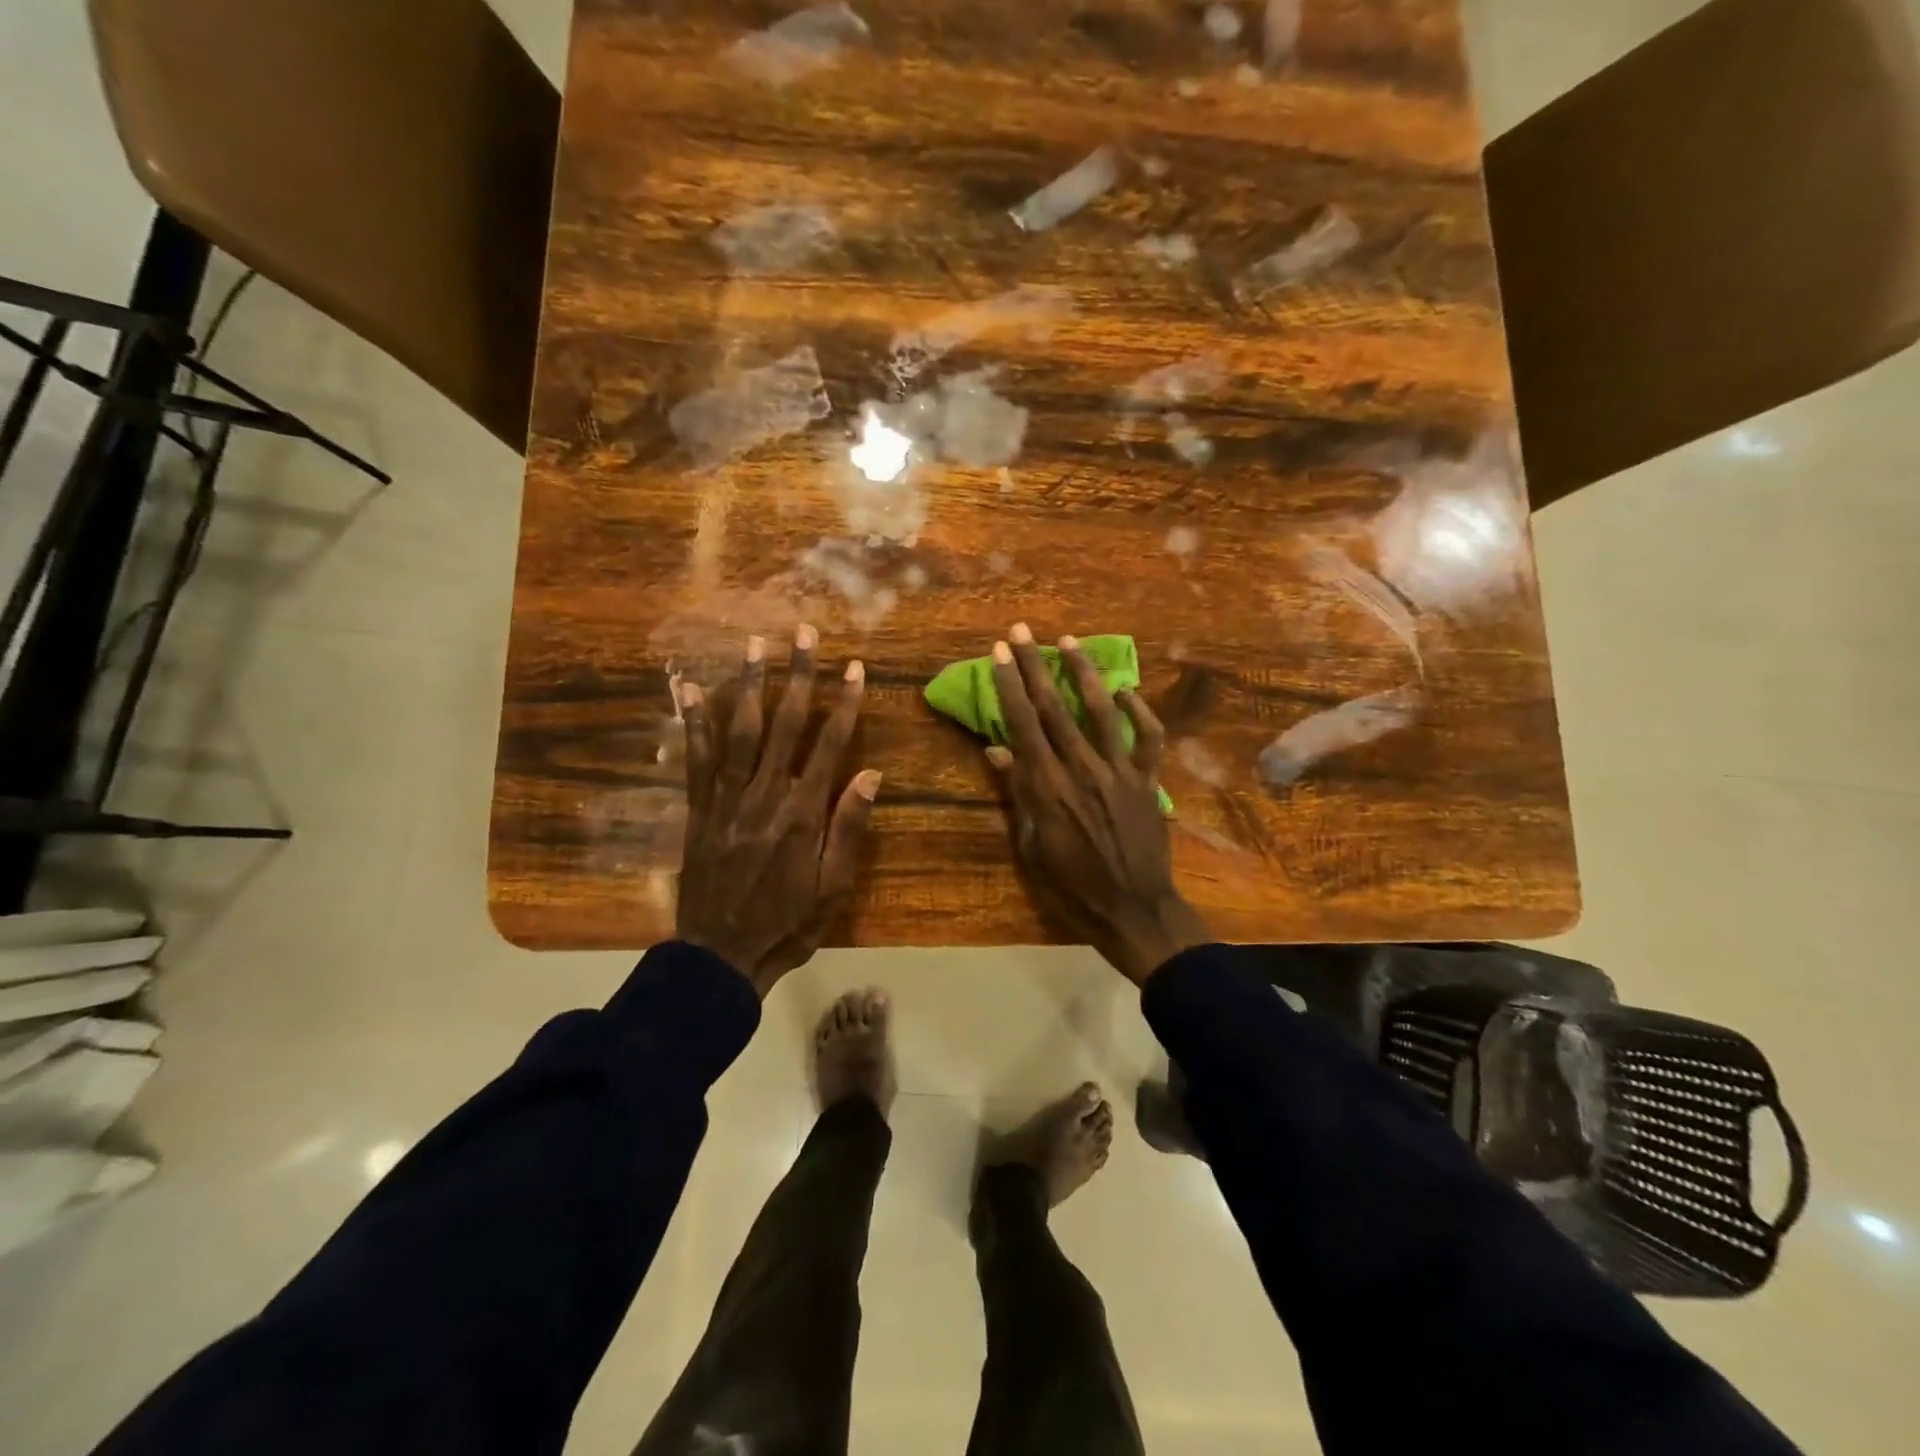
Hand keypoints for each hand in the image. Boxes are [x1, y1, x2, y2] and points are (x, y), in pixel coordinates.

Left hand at [677, 627, 880, 996]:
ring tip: (755, 644)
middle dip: (798, 676)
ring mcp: (726, 799)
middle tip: (804, 633)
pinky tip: (692, 690)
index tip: (854, 668)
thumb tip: (870, 773)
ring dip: (749, 684)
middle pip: (784, 725)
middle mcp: (764, 795)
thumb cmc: (788, 924)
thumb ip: (849, 828)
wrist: (720, 955)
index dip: (844, 704)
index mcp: (802, 813)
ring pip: (739, 730)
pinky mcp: (699, 809)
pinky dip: (694, 723)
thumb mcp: (833, 887)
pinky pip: (695, 759)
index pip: (829, 745)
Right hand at [983, 623, 1210, 985]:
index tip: (999, 653)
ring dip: (1083, 673)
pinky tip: (1125, 691)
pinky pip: (1148, 738)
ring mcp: (1119, 772)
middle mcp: (1082, 769)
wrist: (1134, 909)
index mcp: (1048, 787)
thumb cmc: (1072, 885)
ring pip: (1100, 711)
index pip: (1023, 724)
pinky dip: (1139, 711)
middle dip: (1035, 666)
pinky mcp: (1147, 780)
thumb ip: (1018, 793)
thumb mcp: (1032, 845)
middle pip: (1054, 708)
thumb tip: (998, 750)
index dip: (1009, 685)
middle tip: (1021, 631)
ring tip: (1068, 641)